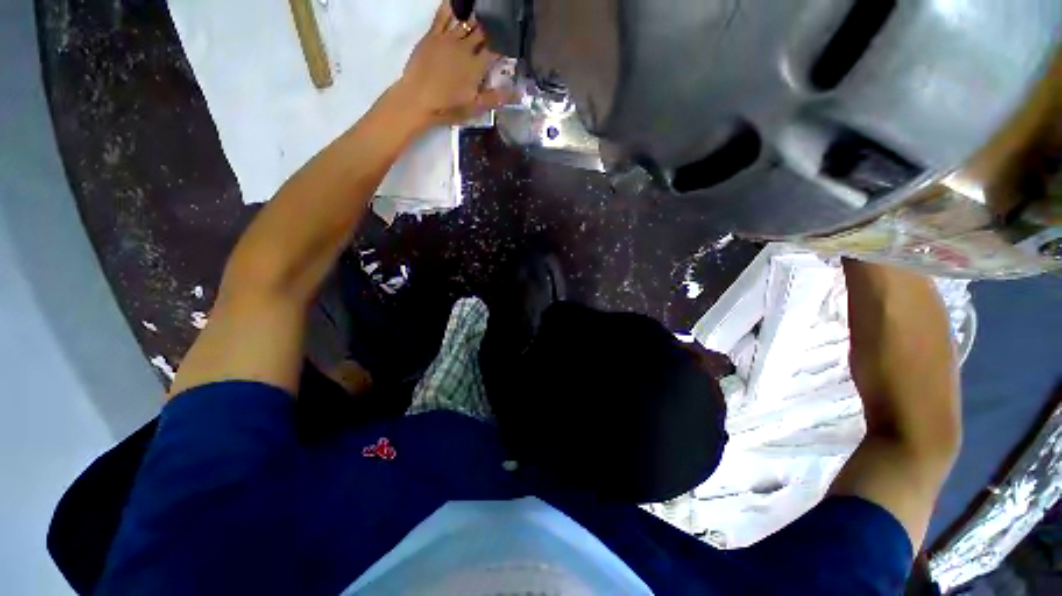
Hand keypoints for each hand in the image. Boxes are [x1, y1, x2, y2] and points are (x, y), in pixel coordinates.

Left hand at [394, 1, 510, 127]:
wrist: (418, 100)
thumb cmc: (448, 107)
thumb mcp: (474, 107)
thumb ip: (495, 98)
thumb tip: (517, 94)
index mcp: (477, 66)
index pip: (496, 50)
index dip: (504, 45)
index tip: (510, 43)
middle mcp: (465, 48)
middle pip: (482, 32)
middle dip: (491, 28)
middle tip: (497, 25)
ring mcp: (448, 39)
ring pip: (465, 21)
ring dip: (475, 17)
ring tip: (482, 13)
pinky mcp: (432, 35)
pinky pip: (442, 15)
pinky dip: (451, 7)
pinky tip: (457, 4)